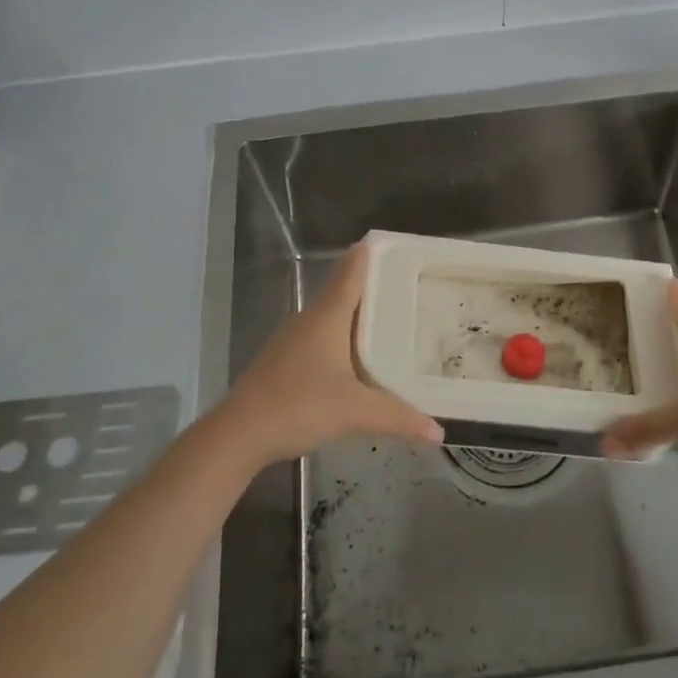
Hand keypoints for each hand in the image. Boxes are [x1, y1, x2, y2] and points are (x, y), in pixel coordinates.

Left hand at [209, 240, 443, 468]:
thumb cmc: (299, 406)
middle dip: (371, 286)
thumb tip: (438, 433)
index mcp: (327, 316)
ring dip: (356, 316)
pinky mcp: (283, 361)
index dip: (369, 255)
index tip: (391, 243)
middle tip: (405, 285)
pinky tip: (355, 359)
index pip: (351, 273)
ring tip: (388, 320)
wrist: (239, 434)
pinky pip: (319, 338)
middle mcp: (308, 320)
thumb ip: (398, 418)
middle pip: (342, 292)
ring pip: (330, 317)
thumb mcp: (355, 412)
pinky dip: (341, 339)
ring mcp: (291, 340)